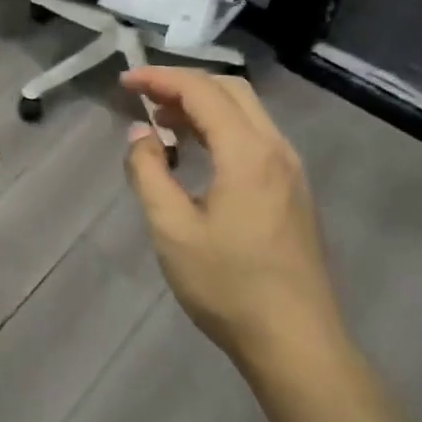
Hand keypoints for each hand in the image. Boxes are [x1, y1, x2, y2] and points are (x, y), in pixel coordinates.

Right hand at [120, 68, 345, 372]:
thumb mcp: (172, 230)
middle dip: (183, 84)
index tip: (124, 81)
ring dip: (204, 105)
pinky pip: (255, 137)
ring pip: (246, 112)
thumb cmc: (228, 286)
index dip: (159, 79)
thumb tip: (140, 132)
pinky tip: (197, 152)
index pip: (201, 91)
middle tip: (144, 97)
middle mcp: (276, 148)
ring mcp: (290, 169)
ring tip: (163, 121)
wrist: (297, 343)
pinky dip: (221, 127)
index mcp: (247, 152)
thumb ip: (148, 172)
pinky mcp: (293, 190)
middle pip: (230, 90)